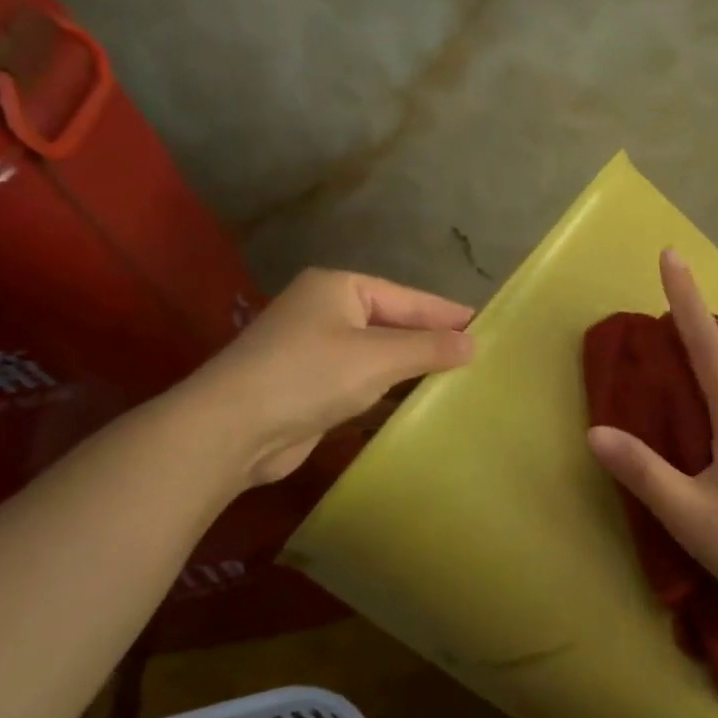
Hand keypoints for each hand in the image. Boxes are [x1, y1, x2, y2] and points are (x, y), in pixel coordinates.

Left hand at [184, 269, 474, 485]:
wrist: (231, 429)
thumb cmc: (309, 375)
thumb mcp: (377, 357)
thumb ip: (428, 347)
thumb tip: (473, 343)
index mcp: (339, 288)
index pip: (408, 298)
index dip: (447, 312)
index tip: (486, 324)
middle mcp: (327, 313)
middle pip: (393, 324)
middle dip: (432, 341)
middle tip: (478, 354)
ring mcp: (316, 351)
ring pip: (378, 356)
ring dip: (412, 369)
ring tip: (459, 379)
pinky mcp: (311, 388)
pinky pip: (362, 383)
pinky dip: (389, 391)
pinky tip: (418, 404)